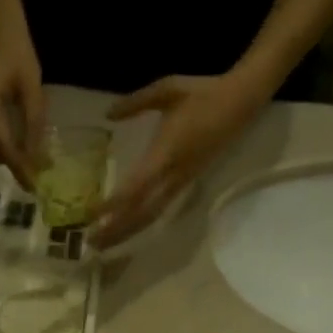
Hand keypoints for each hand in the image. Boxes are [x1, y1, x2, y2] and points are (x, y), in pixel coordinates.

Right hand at [0, 20, 45, 186]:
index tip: (33, 186)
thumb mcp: (33, 91)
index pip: (2, 145)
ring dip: (8, 155)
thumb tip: (37, 161)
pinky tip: (18, 143)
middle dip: (14, 163)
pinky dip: (2, 146)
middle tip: (38, 171)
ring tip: (31, 156)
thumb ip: (33, 126)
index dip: (18, 167)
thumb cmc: (19, 55)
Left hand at [91, 69, 272, 247]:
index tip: (92, 214)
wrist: (241, 102)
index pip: (136, 187)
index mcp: (166, 152)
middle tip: (90, 242)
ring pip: (151, 215)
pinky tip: (126, 230)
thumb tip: (108, 113)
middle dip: (116, 229)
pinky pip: (160, 209)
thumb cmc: (202, 93)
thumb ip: (135, 102)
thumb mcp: (166, 89)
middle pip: (142, 212)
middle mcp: (174, 175)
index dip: (114, 204)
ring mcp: (182, 182)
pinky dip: (140, 222)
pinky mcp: (186, 183)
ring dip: (127, 231)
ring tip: (103, 243)